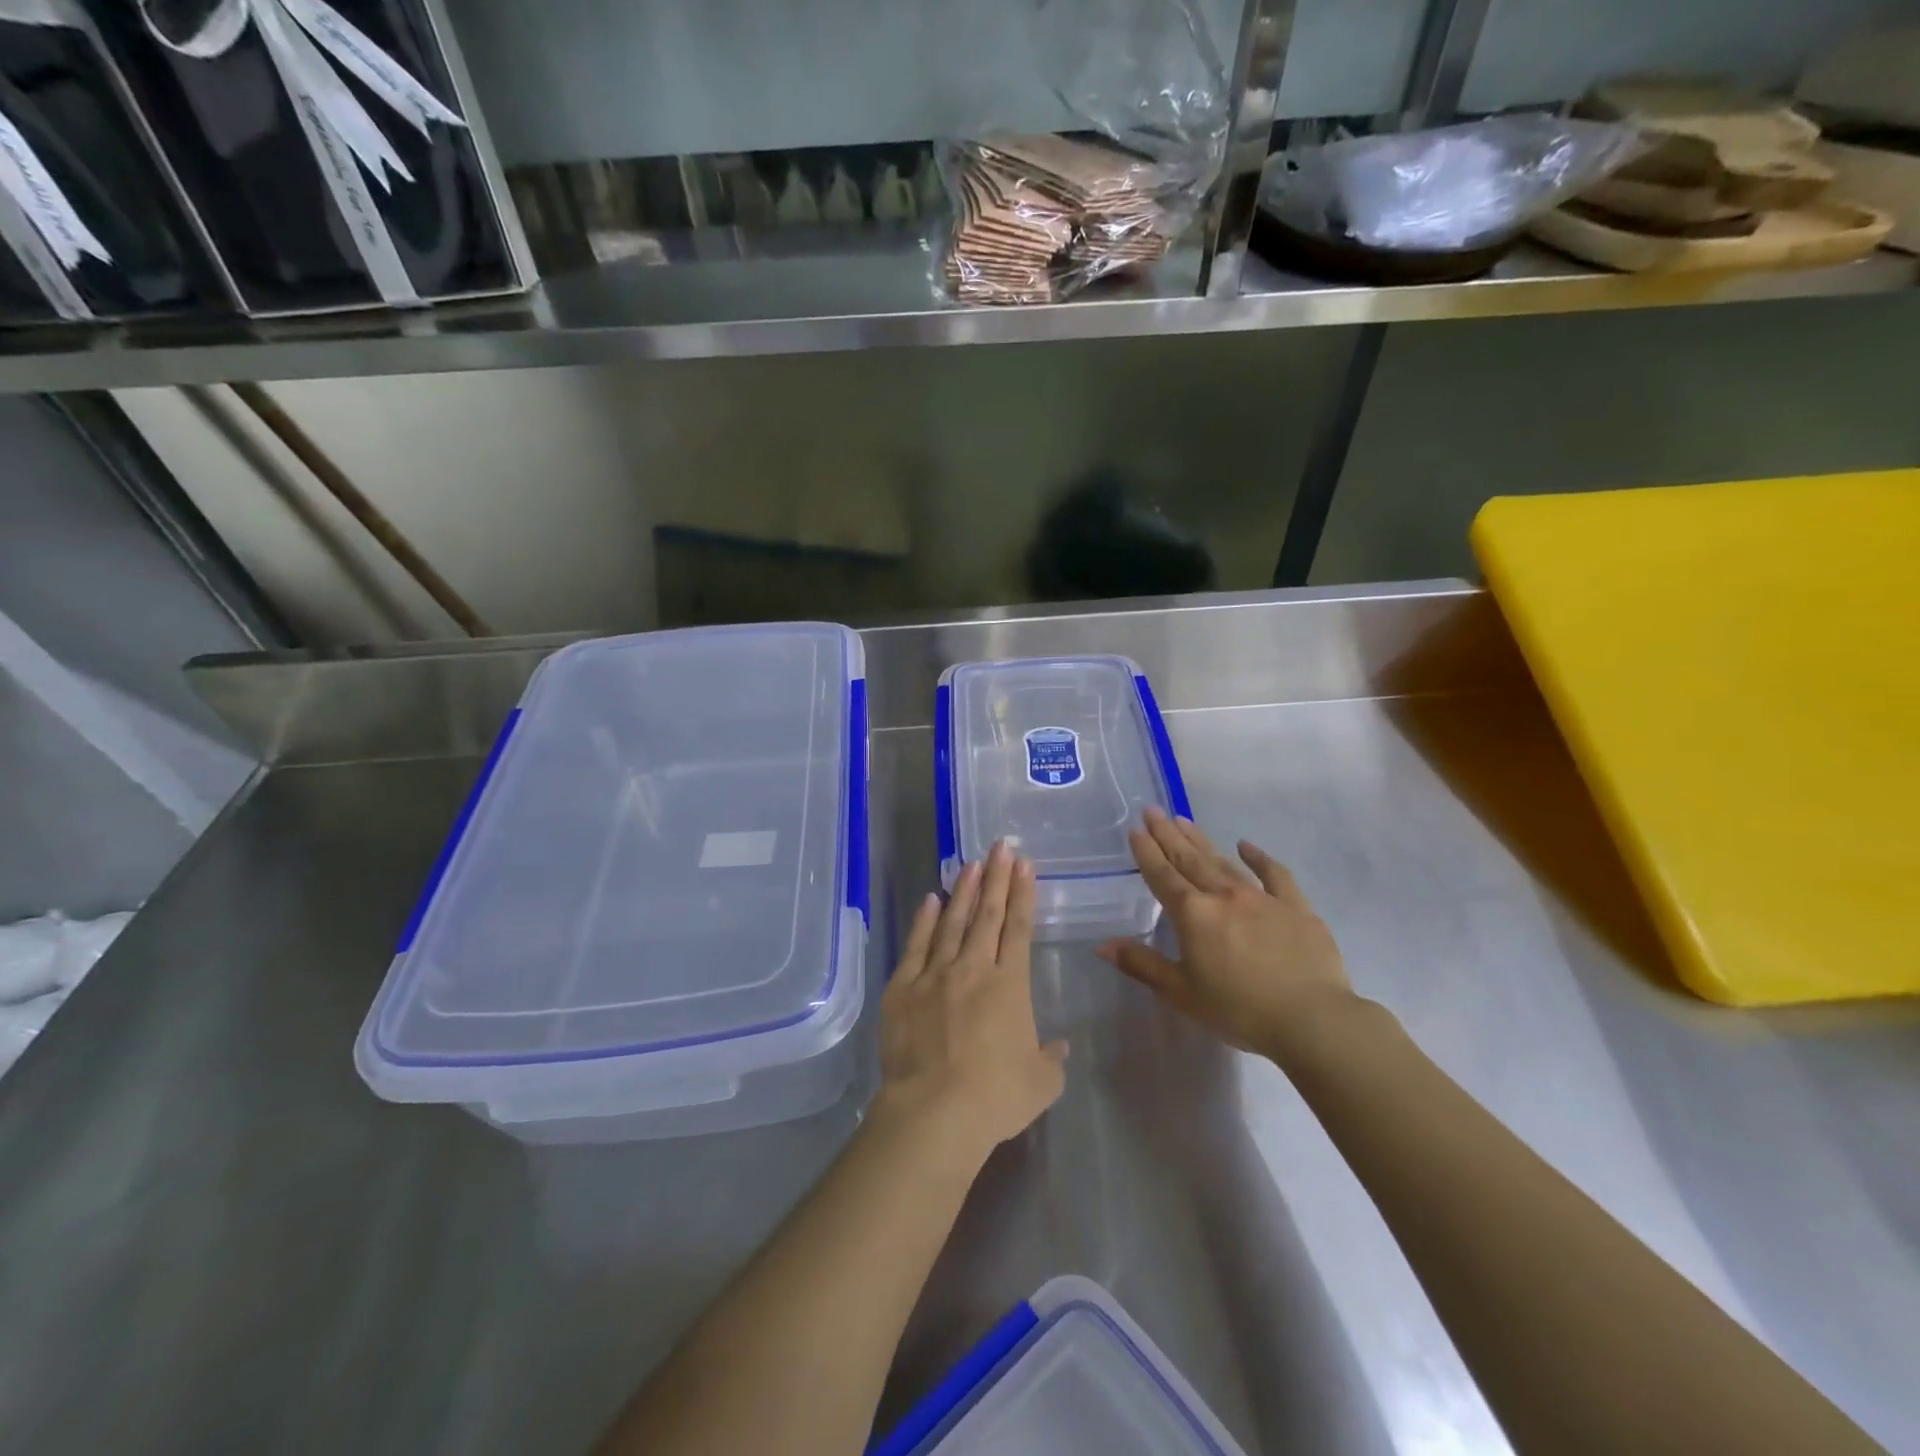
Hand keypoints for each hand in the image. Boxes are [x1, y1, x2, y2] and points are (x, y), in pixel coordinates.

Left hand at [873, 842, 1068, 1163]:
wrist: (934, 1112)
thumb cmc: (995, 1097)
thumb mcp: (1040, 1083)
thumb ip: (1051, 1059)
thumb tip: (1059, 1046)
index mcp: (1009, 985)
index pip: (1018, 928)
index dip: (1022, 894)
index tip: (1024, 865)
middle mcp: (972, 968)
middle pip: (987, 914)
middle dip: (996, 877)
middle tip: (1000, 846)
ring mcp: (934, 974)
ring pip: (952, 921)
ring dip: (963, 890)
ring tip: (971, 863)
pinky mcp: (902, 988)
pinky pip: (915, 945)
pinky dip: (924, 920)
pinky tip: (931, 900)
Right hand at [1097, 807, 1351, 1055]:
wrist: (1311, 1019)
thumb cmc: (1238, 1009)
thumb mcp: (1181, 994)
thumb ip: (1143, 965)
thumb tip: (1104, 945)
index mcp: (1193, 915)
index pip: (1163, 876)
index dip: (1147, 853)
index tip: (1136, 830)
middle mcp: (1223, 896)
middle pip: (1189, 860)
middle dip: (1168, 835)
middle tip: (1153, 811)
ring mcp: (1261, 897)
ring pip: (1223, 861)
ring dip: (1201, 840)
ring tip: (1184, 820)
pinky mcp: (1295, 907)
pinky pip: (1274, 873)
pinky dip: (1259, 857)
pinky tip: (1246, 845)